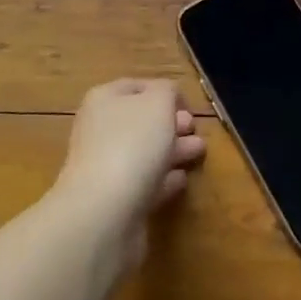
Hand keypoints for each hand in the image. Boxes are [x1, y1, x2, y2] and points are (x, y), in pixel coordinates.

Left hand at [51, 79, 204, 267]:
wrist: (104, 212)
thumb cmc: (132, 144)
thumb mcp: (157, 103)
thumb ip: (166, 92)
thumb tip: (168, 97)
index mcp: (104, 100)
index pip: (136, 87)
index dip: (163, 91)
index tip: (188, 105)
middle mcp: (101, 130)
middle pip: (141, 121)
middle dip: (171, 123)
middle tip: (196, 129)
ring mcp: (106, 167)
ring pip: (145, 153)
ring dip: (173, 150)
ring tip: (200, 150)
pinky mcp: (117, 202)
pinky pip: (145, 184)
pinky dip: (164, 179)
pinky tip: (182, 179)